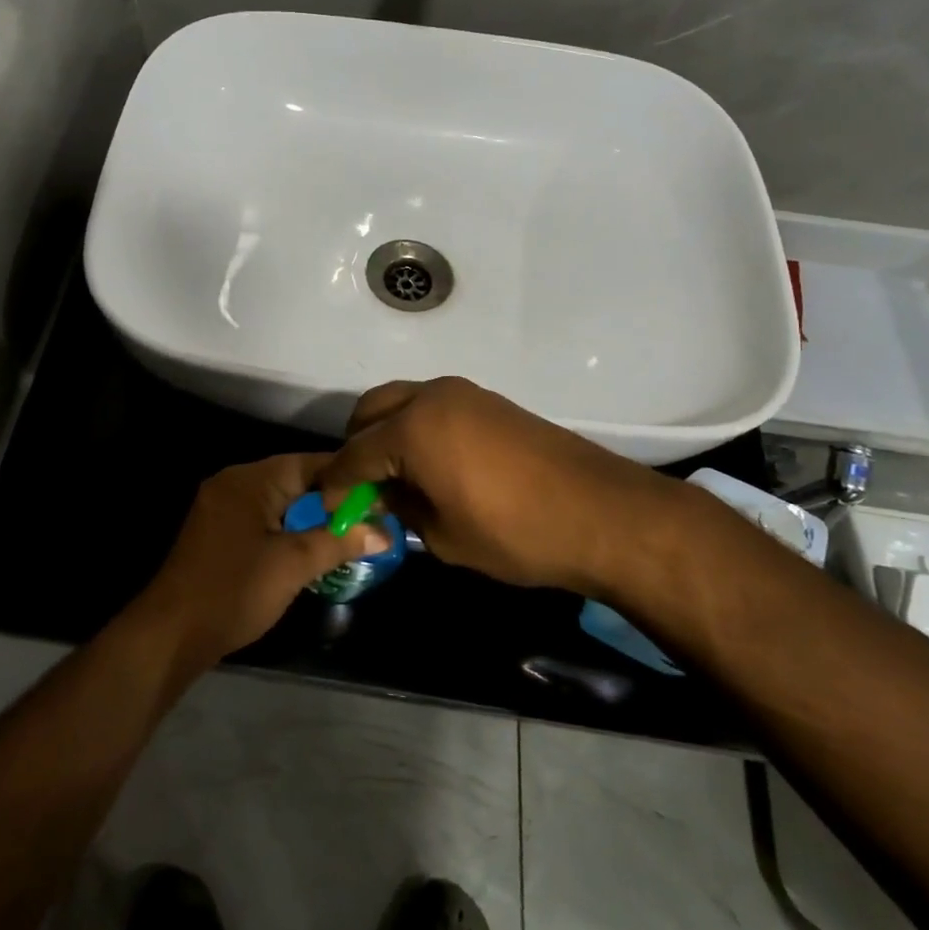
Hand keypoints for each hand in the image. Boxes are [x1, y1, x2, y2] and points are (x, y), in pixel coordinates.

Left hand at [131, 454, 391, 669]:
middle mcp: (233, 482)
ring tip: (348, 536)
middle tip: (370, 519)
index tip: (380, 494)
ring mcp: (221, 506)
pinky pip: (262, 518)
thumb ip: (340, 542)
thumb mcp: (294, 565)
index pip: (310, 462)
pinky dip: (287, 529)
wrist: (171, 633)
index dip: (347, 477)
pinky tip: (310, 550)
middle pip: (294, 480)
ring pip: (279, 502)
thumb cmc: (235, 590)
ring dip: (310, 517)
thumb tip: (385, 532)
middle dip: (331, 500)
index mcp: (250, 479)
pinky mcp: (217, 531)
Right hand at [317, 377, 702, 597]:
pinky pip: (431, 406)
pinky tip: (428, 464)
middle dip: (355, 446)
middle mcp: (430, 397)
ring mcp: (462, 393)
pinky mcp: (487, 400)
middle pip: (370, 412)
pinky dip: (415, 427)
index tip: (326, 508)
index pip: (353, 455)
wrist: (602, 513)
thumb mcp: (443, 536)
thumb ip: (401, 509)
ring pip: (401, 402)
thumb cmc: (514, 532)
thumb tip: (384, 497)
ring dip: (386, 432)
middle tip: (359, 487)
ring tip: (393, 476)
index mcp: (411, 428)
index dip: (335, 485)